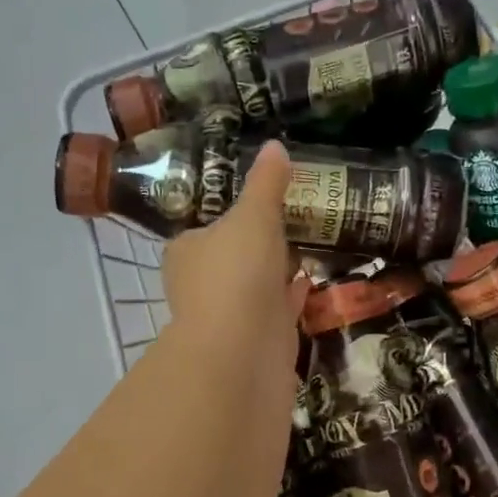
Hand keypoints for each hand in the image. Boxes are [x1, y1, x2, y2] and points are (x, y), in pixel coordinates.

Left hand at [161, 139, 308, 369]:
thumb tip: (275, 145)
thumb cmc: (237, 273)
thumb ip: (266, 183)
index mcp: (187, 251)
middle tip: (291, 222)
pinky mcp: (257, 340)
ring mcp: (229, 316)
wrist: (242, 351)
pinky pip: (277, 310)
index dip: (229, 216)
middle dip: (256, 246)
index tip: (260, 205)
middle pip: (230, 258)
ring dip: (276, 271)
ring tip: (306, 246)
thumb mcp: (254, 215)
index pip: (205, 229)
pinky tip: (311, 281)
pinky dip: (291, 296)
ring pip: (254, 286)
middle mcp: (201, 285)